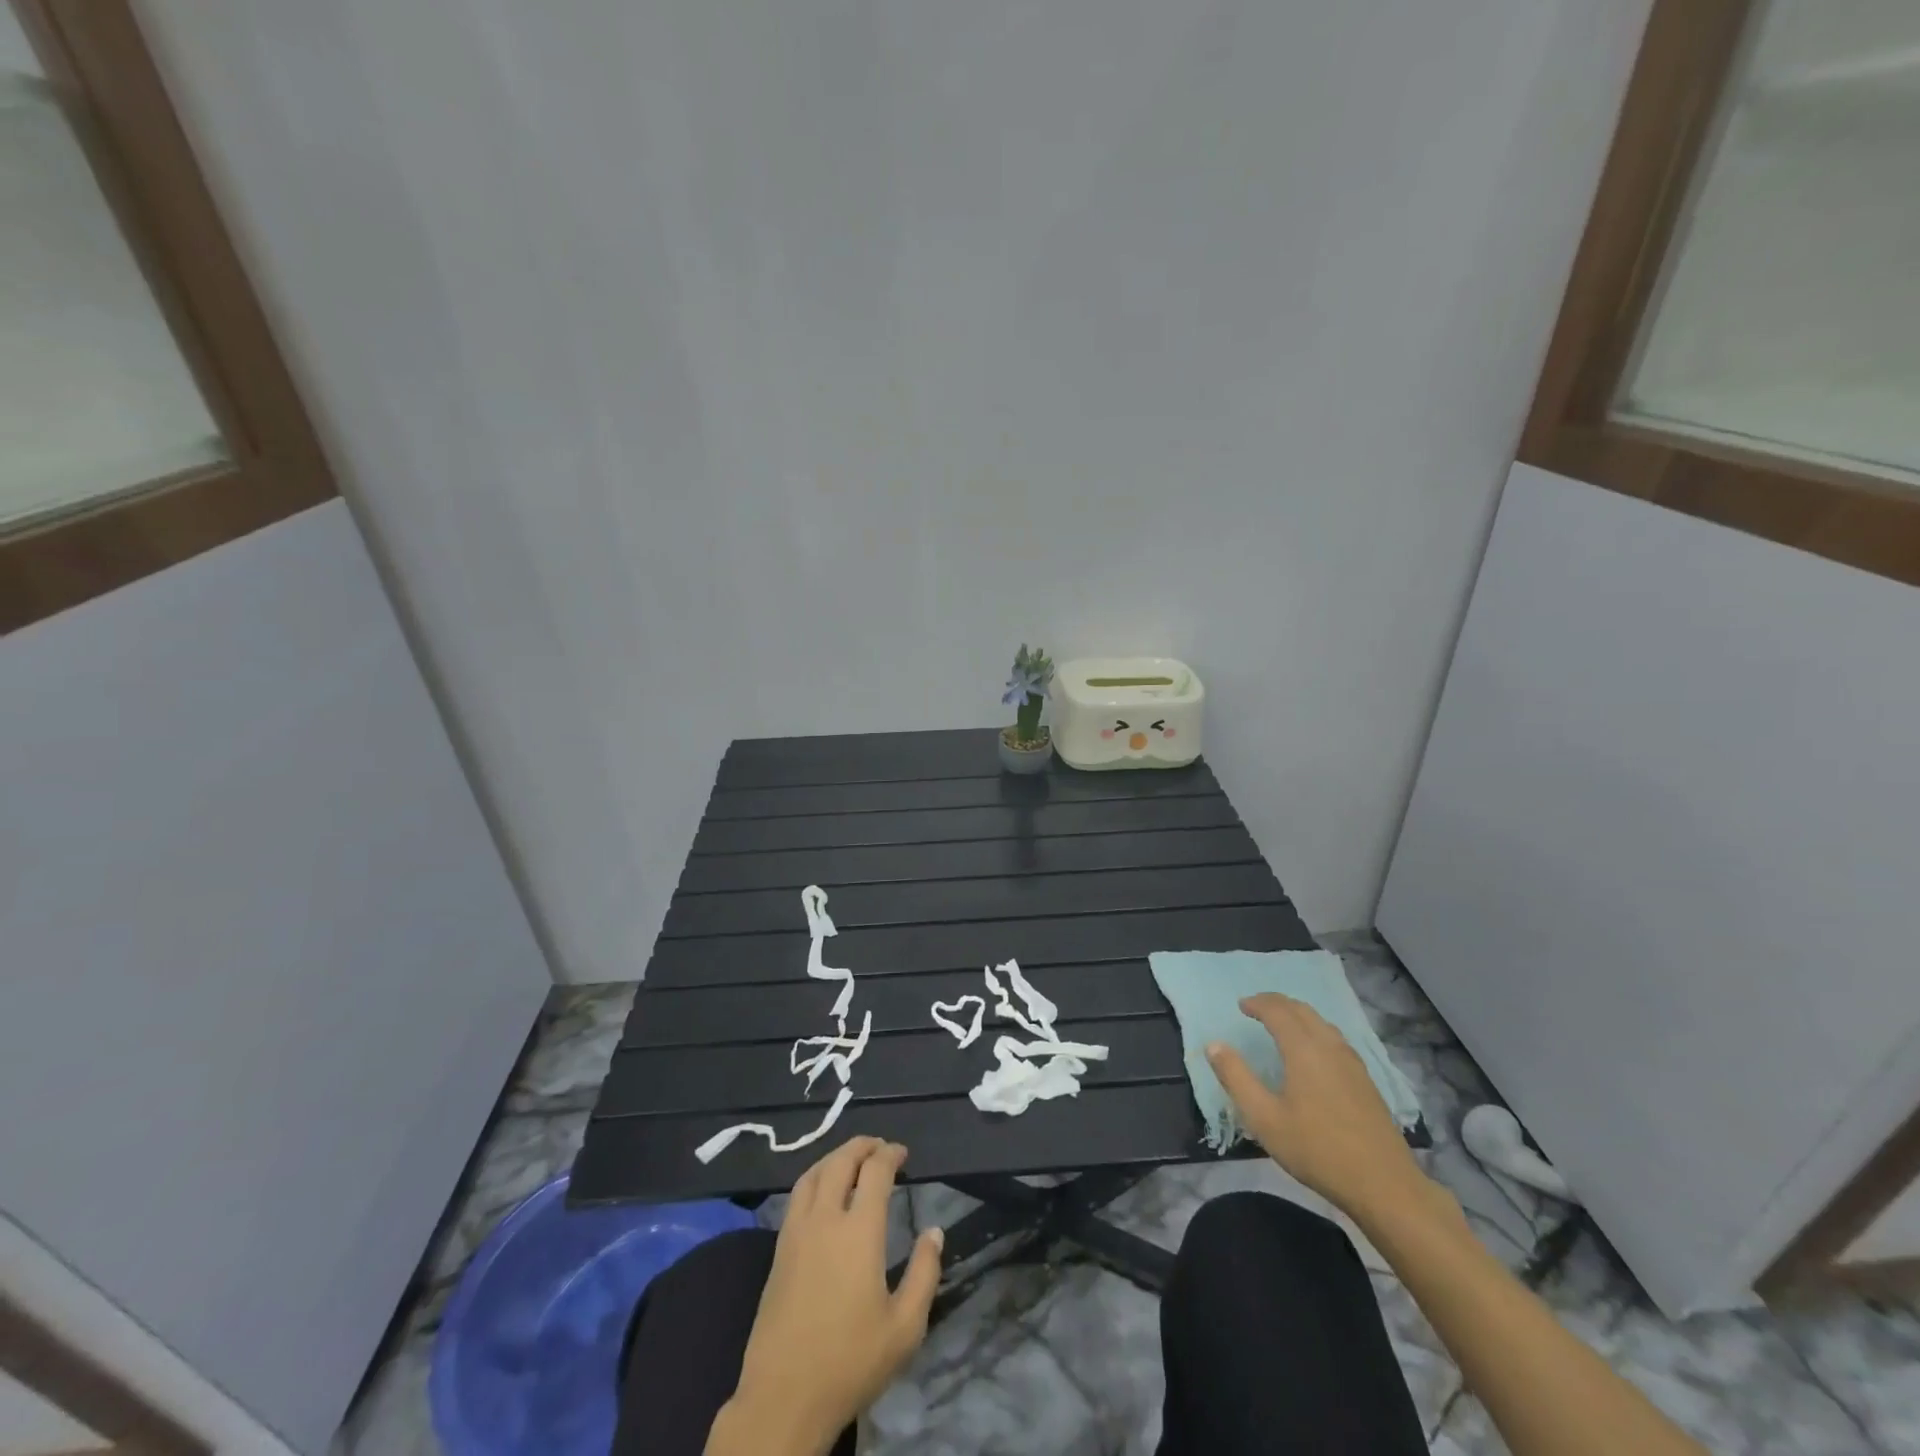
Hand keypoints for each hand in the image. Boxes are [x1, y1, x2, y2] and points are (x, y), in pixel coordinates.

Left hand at [713, 1138, 942, 1455]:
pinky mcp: (778, 1250)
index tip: (903, 1153)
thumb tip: (934, 1231)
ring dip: (835, 1157)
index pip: (875, 1171)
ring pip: (813, 1172)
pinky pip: (797, 1195)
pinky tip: (823, 1191)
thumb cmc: (850, 1362)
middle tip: (880, 1147)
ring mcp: (796, 1232)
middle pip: (841, 1161)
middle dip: (862, 1146)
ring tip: (852, 1159)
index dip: (890, 1154)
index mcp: (859, 1231)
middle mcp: (825, 1219)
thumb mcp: (905, 1328)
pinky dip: (815, 1177)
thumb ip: (925, 1273)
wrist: (784, 1397)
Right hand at [1206, 994, 1436, 1223]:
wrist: (1384, 1185)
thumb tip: (1214, 1045)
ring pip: (1322, 1023)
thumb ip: (1236, 1078)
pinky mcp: (1366, 1081)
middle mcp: (1329, 1047)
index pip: (1278, 1010)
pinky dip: (1316, 1031)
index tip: (1241, 1005)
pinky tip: (1314, 1052)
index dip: (1257, 1003)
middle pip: (1302, 1010)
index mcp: (1303, 1050)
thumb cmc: (1317, 1150)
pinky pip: (1336, 1039)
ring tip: (1282, 1024)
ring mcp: (1353, 1063)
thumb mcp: (1264, 1118)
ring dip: (1298, 1015)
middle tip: (1257, 1008)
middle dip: (1277, 1003)